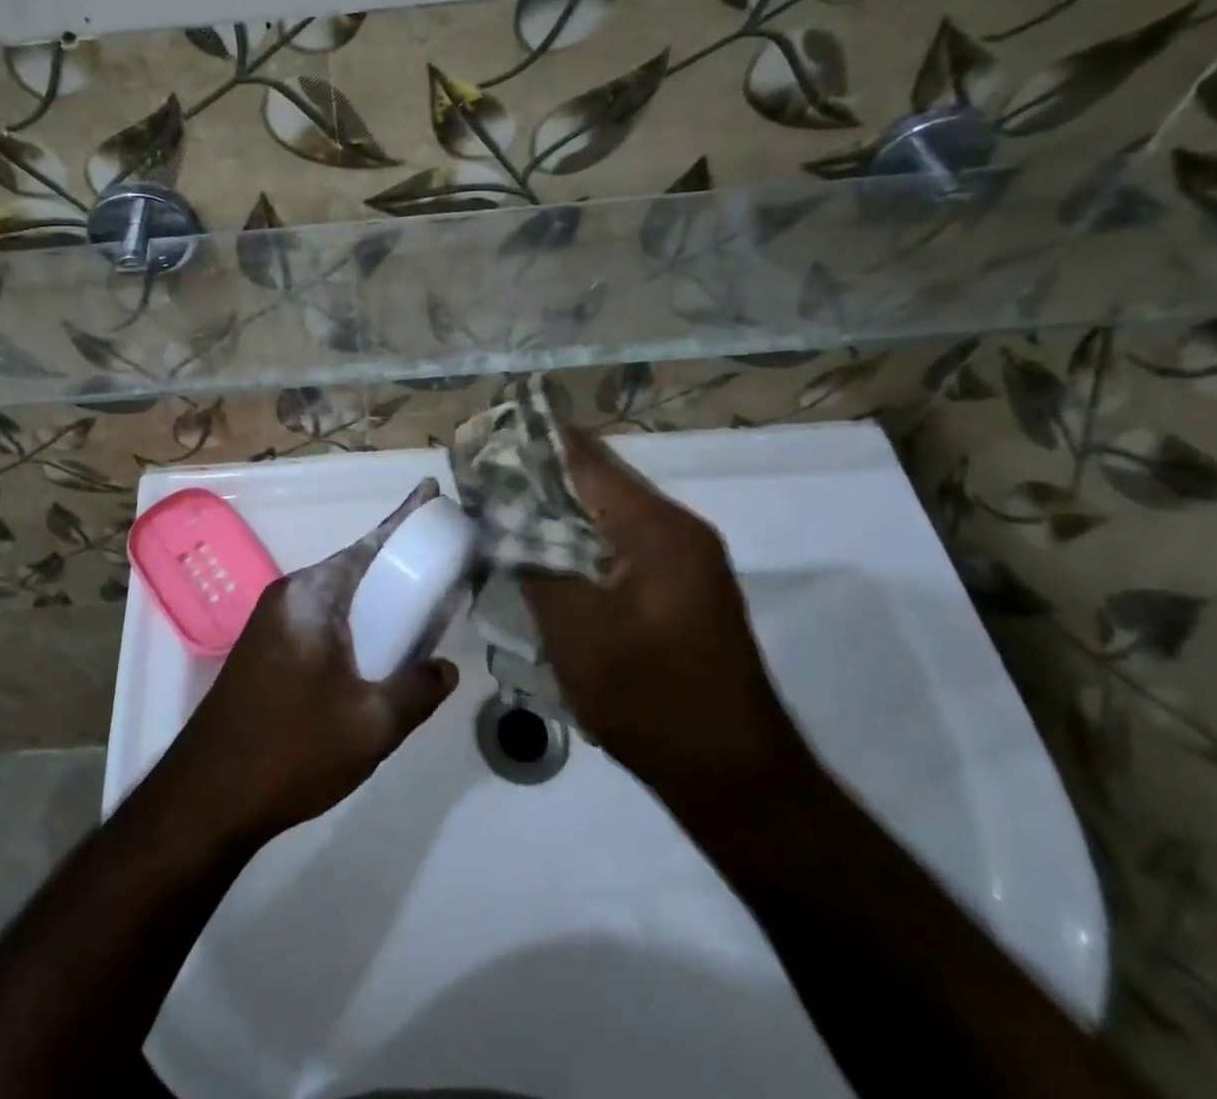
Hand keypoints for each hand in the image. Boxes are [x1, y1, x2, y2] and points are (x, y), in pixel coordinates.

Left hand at [160, 479, 460, 842]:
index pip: (370, 544)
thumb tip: (447, 667)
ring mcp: (273, 623)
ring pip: (339, 596)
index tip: (431, 490)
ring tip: (420, 602)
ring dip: (376, 596)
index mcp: (312, 596)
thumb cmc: (291, 750)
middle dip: (397, 559)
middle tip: (441, 559)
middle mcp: (290, 596)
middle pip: (355, 566)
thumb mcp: (371, 725)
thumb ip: (418, 689)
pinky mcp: (266, 650)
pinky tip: (378, 647)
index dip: (405, 517)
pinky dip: (356, 621)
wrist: (206, 798)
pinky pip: (323, 620)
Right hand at [520, 428, 815, 837]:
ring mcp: (686, 560)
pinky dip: (580, 542)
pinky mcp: (682, 589)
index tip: (483, 438)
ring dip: (558, 512)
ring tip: (502, 514)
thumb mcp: (574, 629)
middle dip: (538, 478)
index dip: (531, 444)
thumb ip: (532, 561)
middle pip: (597, 482)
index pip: (584, 459)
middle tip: (483, 482)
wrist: (734, 778)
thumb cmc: (650, 698)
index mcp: (657, 528)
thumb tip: (498, 516)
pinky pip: (621, 545)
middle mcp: (678, 530)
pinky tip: (544, 558)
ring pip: (608, 516)